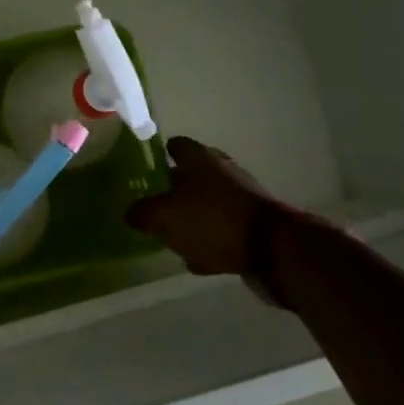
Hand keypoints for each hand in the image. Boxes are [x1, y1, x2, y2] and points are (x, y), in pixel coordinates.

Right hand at [125, 137, 267, 276]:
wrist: (271, 249)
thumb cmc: (212, 220)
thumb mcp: (163, 216)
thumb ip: (142, 212)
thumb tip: (132, 213)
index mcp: (200, 159)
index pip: (176, 145)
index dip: (159, 155)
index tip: (145, 169)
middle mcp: (223, 171)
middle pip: (192, 175)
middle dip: (174, 189)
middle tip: (154, 204)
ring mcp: (242, 197)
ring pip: (208, 203)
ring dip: (192, 217)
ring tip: (172, 235)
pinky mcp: (254, 224)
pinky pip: (223, 229)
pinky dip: (210, 240)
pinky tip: (197, 259)